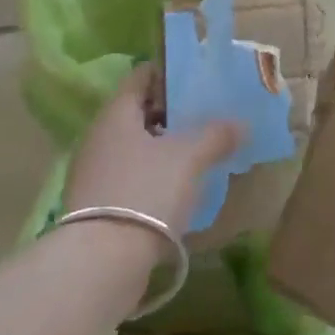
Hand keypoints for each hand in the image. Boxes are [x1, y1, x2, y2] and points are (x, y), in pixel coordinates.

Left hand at [64, 66, 242, 239]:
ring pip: (135, 147)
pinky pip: (130, 176)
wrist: (102, 260)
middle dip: (172, 113)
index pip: (141, 77)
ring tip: (199, 153)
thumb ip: (216, 134)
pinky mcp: (96, 205)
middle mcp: (99, 137)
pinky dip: (153, 175)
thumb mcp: (189, 157)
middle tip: (207, 116)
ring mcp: (94, 172)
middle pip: (138, 113)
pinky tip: (178, 188)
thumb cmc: (146, 191)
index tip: (198, 79)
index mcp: (116, 114)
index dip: (170, 74)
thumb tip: (241, 123)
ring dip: (164, 147)